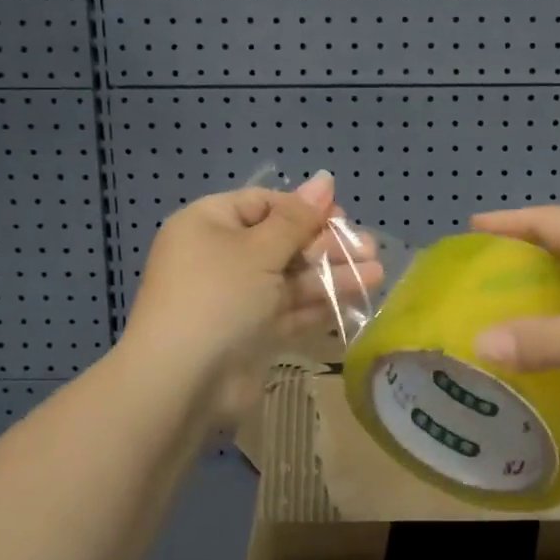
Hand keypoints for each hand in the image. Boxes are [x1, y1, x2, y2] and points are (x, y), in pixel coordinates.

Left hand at [122, 173, 379, 427]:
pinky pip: (289, 310)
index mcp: (208, 224)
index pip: (263, 204)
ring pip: (291, 278)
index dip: (304, 208)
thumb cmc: (218, 297)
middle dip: (326, 244)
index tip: (341, 216)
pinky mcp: (251, 332)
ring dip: (332, 275)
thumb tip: (324, 178)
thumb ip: (298, 218)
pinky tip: (356, 299)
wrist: (183, 381)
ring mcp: (236, 297)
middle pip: (282, 241)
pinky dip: (319, 304)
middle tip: (369, 248)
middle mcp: (220, 257)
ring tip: (376, 274)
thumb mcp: (259, 249)